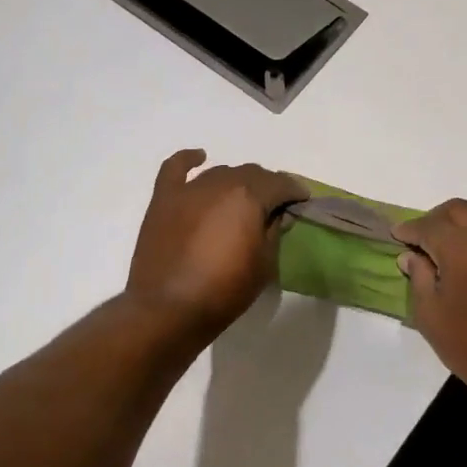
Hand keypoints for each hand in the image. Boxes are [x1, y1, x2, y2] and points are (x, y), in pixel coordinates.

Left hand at [126, 150, 305, 342]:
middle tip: (274, 206)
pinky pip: (176, 168)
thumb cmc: (224, 291)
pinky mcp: (164, 199)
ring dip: (236, 181)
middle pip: (252, 174)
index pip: (280, 184)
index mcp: (249, 197)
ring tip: (242, 198)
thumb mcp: (264, 265)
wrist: (168, 309)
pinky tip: (200, 158)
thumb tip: (276, 214)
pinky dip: (189, 160)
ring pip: (221, 172)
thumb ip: (273, 232)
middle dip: (267, 186)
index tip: (302, 201)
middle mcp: (221, 183)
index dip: (295, 191)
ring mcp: (189, 189)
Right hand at [395, 199, 466, 404]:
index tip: (398, 235)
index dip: (410, 228)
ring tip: (452, 262)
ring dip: (463, 236)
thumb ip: (419, 278)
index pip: (430, 226)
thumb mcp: (432, 318)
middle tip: (422, 240)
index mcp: (465, 252)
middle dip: (435, 220)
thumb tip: (412, 256)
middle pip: (459, 211)